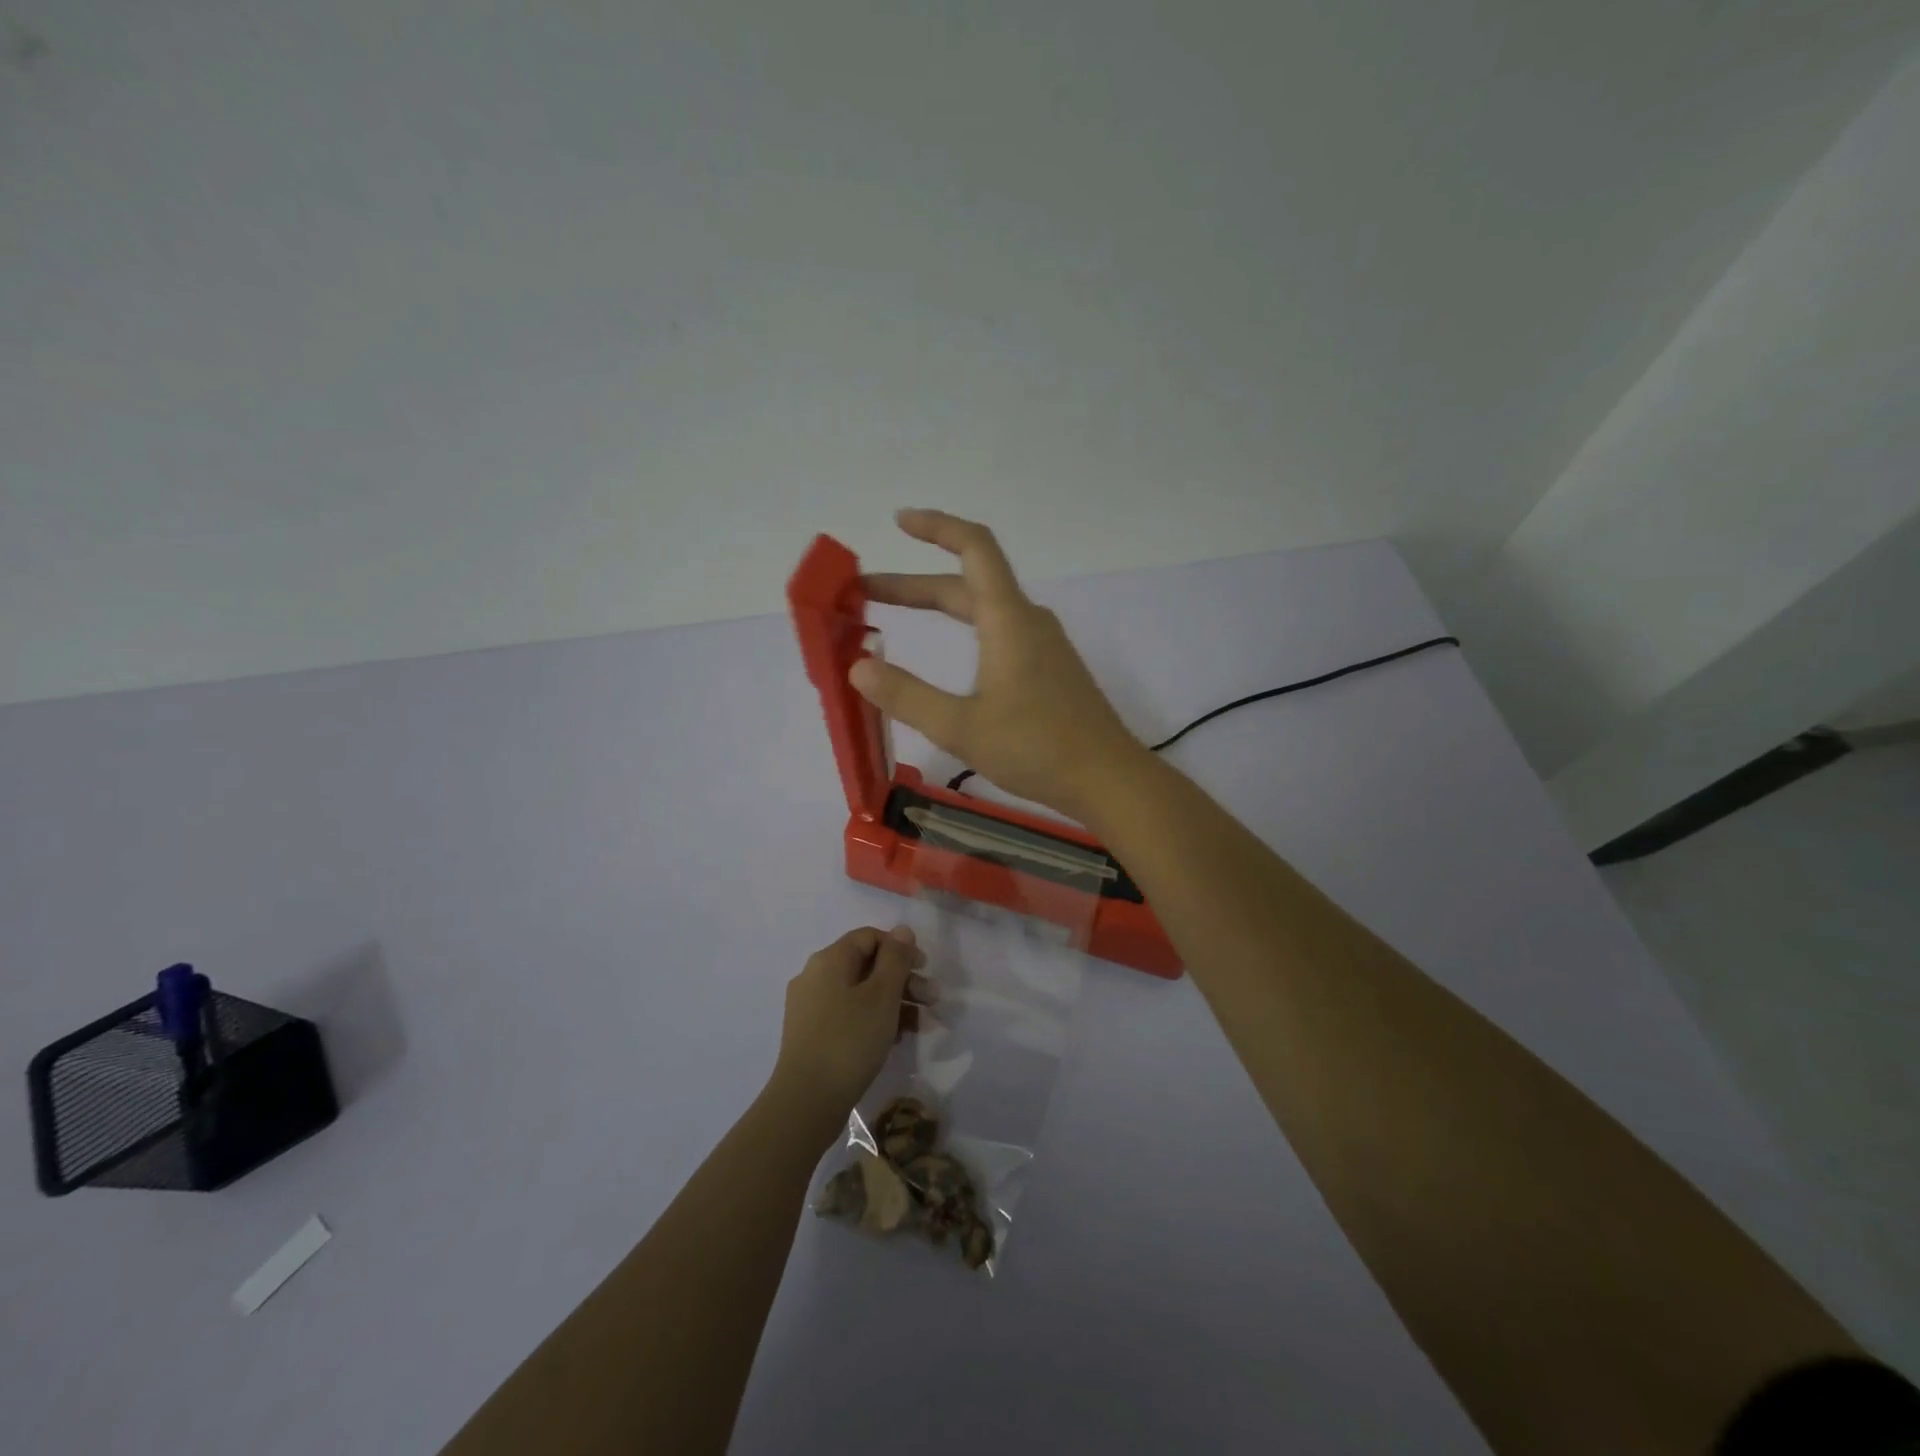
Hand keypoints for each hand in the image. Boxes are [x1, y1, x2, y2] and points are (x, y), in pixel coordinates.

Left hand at [770, 926, 930, 1129]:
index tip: (924, 970)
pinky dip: (873, 1020)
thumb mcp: (882, 996)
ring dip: (893, 1002)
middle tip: (931, 1001)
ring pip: (859, 992)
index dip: (900, 948)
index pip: (869, 937)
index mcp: (829, 960)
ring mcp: (810, 1007)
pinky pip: (848, 1015)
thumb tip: (902, 930)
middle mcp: (815, 976)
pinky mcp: (811, 1034)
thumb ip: (895, 959)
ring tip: (919, 1025)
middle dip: (902, 980)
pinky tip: (895, 1040)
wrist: (806, 1102)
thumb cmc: (850, 1040)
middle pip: (866, 965)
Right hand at [851, 509, 1147, 822]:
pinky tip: (949, 658)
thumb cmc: (1037, 748)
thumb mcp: (961, 727)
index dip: (936, 526)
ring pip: (983, 610)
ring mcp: (1042, 646)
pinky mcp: (1049, 670)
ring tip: (894, 620)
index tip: (899, 521)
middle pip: (968, 584)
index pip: (974, 547)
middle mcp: (1027, 621)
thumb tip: (858, 668)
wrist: (1108, 779)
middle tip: (865, 594)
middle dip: (914, 585)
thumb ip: (907, 696)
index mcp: (1008, 619)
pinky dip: (963, 631)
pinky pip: (998, 633)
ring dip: (939, 607)